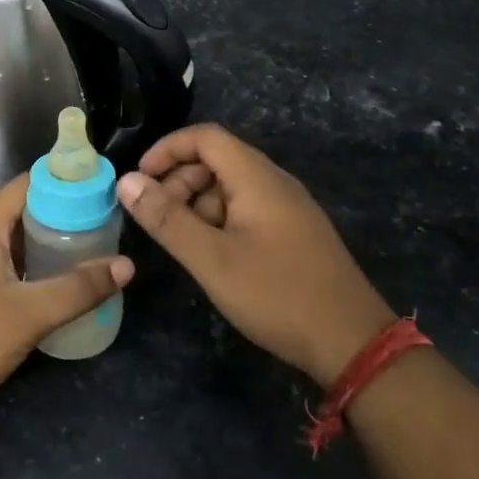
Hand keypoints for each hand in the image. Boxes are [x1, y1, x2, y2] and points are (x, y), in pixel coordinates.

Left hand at [0, 174, 133, 422]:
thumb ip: (78, 288)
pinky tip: (59, 287)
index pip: (27, 184)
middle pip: (24, 213)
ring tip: (93, 252)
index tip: (102, 186)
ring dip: (50, 245)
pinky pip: (8, 269)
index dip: (63, 180)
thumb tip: (126, 265)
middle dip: (64, 215)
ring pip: (16, 244)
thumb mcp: (29, 313)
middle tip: (107, 223)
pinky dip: (35, 270)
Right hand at [116, 124, 394, 384]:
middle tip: (158, 220)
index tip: (139, 182)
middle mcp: (274, 183)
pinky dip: (219, 222)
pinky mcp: (293, 233)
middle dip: (179, 181)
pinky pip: (247, 210)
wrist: (351, 341)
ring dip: (197, 205)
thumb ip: (167, 219)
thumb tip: (127, 182)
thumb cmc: (276, 294)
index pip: (205, 137)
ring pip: (230, 187)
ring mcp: (288, 208)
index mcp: (257, 178)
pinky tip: (213, 257)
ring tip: (183, 245)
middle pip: (216, 160)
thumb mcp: (211, 259)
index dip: (166, 150)